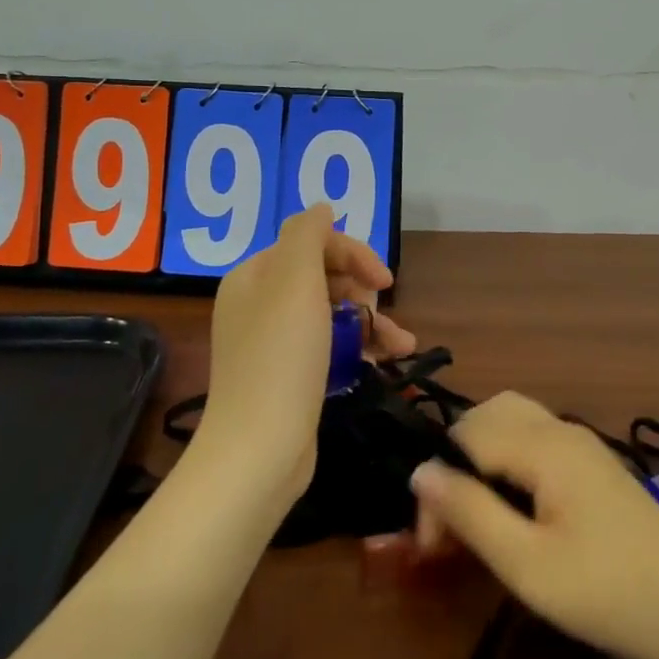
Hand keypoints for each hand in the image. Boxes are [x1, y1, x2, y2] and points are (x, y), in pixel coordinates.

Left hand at [200, 205, 416, 502]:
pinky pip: (330, 347)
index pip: (311, 243)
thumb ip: (307, 234)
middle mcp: (260, 304)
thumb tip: (321, 207)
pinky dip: (359, 349)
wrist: (259, 450)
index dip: (352, 254)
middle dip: (362, 290)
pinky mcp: (289, 377)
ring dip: (371, 322)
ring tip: (403, 344)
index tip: (384, 280)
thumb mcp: (294, 280)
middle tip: (382, 311)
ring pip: (332, 314)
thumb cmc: (281, 358)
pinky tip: (388, 362)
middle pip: (323, 277)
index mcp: (255, 276)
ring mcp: (274, 343)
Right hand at [411, 391, 658, 658]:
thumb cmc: (607, 592)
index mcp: (543, 444)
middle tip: (451, 521)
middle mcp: (561, 429)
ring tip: (477, 514)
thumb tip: (419, 471)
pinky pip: (537, 440)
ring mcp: (583, 444)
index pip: (465, 436)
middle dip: (457, 457)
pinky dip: (510, 459)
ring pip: (514, 422)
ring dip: (483, 455)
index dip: (439, 483)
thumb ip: (470, 512)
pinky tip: (515, 509)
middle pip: (489, 413)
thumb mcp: (526, 564)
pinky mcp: (595, 466)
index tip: (433, 546)